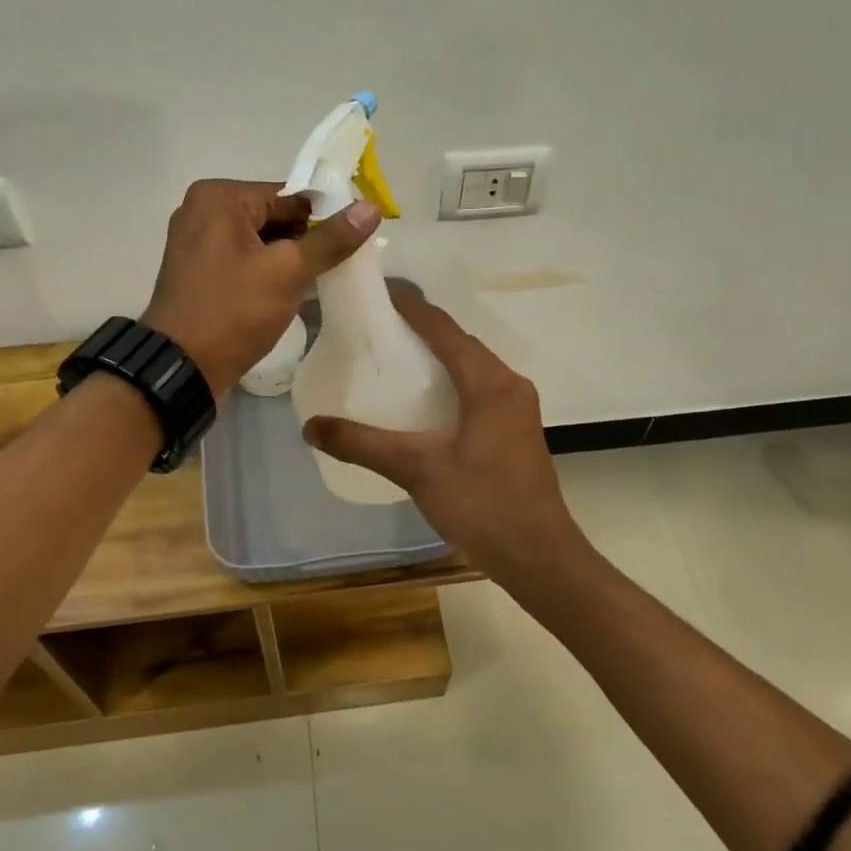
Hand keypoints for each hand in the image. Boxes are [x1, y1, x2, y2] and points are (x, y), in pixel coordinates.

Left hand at [142, 179, 379, 396]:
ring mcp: (198, 242)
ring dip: (292, 257)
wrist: (181, 368)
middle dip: (308, 239)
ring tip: (325, 277)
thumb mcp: (287, 272)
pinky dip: (270, 270)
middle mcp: (203, 210)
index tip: (357, 238)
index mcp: (219, 197)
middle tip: (344, 262)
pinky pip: (246, 258)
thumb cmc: (232, 311)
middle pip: (275, 215)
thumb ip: (330, 239)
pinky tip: (295, 289)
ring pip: (262, 239)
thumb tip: (370, 208)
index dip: (327, 215)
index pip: (289, 195)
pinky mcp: (201, 270)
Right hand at [301, 290, 589, 579]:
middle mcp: (509, 385)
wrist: (540, 557)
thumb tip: (310, 427)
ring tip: (398, 357)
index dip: (413, 308)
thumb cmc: (482, 505)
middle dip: (424, 330)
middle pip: (462, 344)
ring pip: (474, 367)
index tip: (381, 292)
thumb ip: (363, 444)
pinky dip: (453, 381)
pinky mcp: (517, 430)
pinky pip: (481, 388)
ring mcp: (518, 408)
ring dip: (440, 356)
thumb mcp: (417, 469)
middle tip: (380, 327)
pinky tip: (428, 401)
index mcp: (490, 383)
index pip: (446, 331)